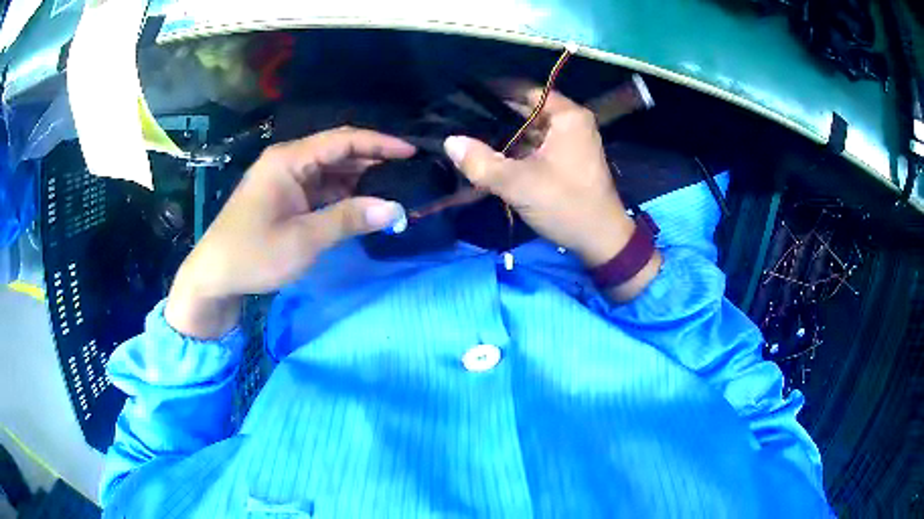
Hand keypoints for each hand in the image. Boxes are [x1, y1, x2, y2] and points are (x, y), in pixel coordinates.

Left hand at [166, 127, 414, 336]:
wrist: (214, 277)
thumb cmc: (254, 254)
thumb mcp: (304, 239)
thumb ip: (349, 219)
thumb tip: (395, 209)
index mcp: (289, 160)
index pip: (343, 140)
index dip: (380, 143)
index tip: (412, 152)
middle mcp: (288, 161)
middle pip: (338, 152)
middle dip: (373, 162)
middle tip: (409, 175)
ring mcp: (285, 179)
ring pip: (331, 171)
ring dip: (359, 181)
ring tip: (393, 191)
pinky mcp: (284, 197)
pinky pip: (320, 188)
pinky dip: (342, 196)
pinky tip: (363, 206)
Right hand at [443, 88, 659, 300]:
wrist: (600, 241)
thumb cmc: (566, 204)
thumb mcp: (519, 183)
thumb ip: (481, 162)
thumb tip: (449, 142)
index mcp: (567, 117)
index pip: (526, 91)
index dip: (496, 93)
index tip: (467, 98)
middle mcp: (571, 124)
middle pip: (527, 111)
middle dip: (496, 117)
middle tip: (461, 121)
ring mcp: (569, 143)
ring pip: (530, 131)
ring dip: (504, 136)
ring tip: (469, 136)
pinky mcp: (565, 161)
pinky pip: (535, 147)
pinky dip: (516, 151)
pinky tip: (489, 156)